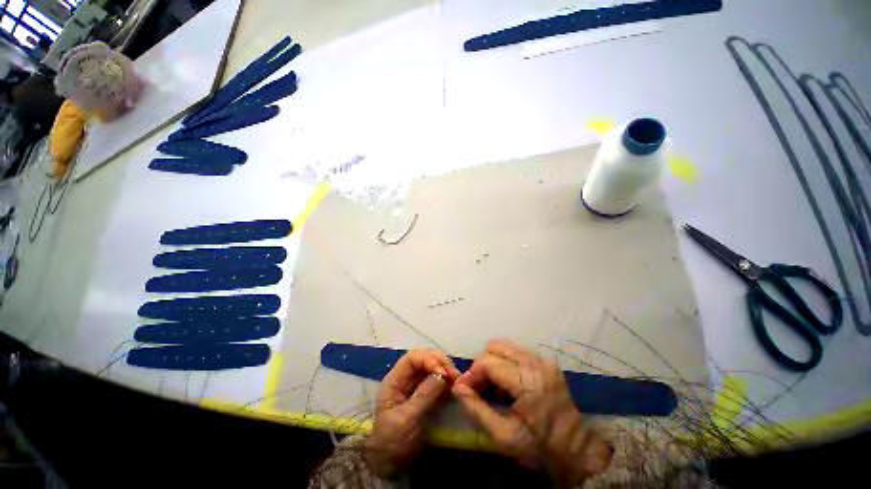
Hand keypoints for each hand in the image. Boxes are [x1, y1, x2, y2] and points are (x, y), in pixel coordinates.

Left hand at [366, 349, 460, 476]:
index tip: (444, 373)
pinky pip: (437, 378)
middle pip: (424, 358)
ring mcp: (416, 384)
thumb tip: (442, 375)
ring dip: (445, 368)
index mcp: (395, 380)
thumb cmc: (393, 441)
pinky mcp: (425, 392)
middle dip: (440, 362)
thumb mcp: (406, 420)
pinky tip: (455, 385)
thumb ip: (423, 396)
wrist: (391, 465)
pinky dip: (447, 379)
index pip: (412, 358)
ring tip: (457, 379)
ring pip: (432, 366)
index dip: (429, 359)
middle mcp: (406, 377)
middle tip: (455, 375)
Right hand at [452, 340, 612, 485]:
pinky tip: (505, 384)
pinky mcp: (546, 361)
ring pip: (505, 346)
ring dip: (493, 362)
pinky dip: (504, 363)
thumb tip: (457, 387)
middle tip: (478, 386)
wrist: (577, 450)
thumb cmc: (540, 448)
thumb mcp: (503, 436)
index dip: (472, 372)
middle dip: (481, 364)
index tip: (463, 388)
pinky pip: (516, 352)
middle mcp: (536, 363)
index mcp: (528, 382)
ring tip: (491, 385)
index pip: (489, 362)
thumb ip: (476, 408)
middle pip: (496, 346)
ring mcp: (543, 359)